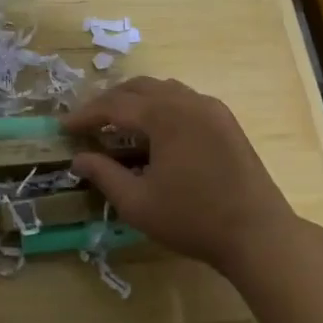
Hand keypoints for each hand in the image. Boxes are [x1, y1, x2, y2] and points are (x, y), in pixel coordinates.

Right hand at [64, 77, 298, 272]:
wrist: (258, 234)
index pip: (114, 105)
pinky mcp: (226, 121)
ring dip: (136, 101)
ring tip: (118, 123)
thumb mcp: (138, 203)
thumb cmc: (193, 219)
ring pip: (163, 90)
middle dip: (109, 101)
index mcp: (164, 115)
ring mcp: (211, 108)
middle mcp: (187, 101)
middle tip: (88, 122)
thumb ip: (104, 175)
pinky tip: (155, 131)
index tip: (64, 127)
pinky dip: (161, 107)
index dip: (86, 115)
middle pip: (138, 88)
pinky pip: (184, 100)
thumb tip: (78, 158)